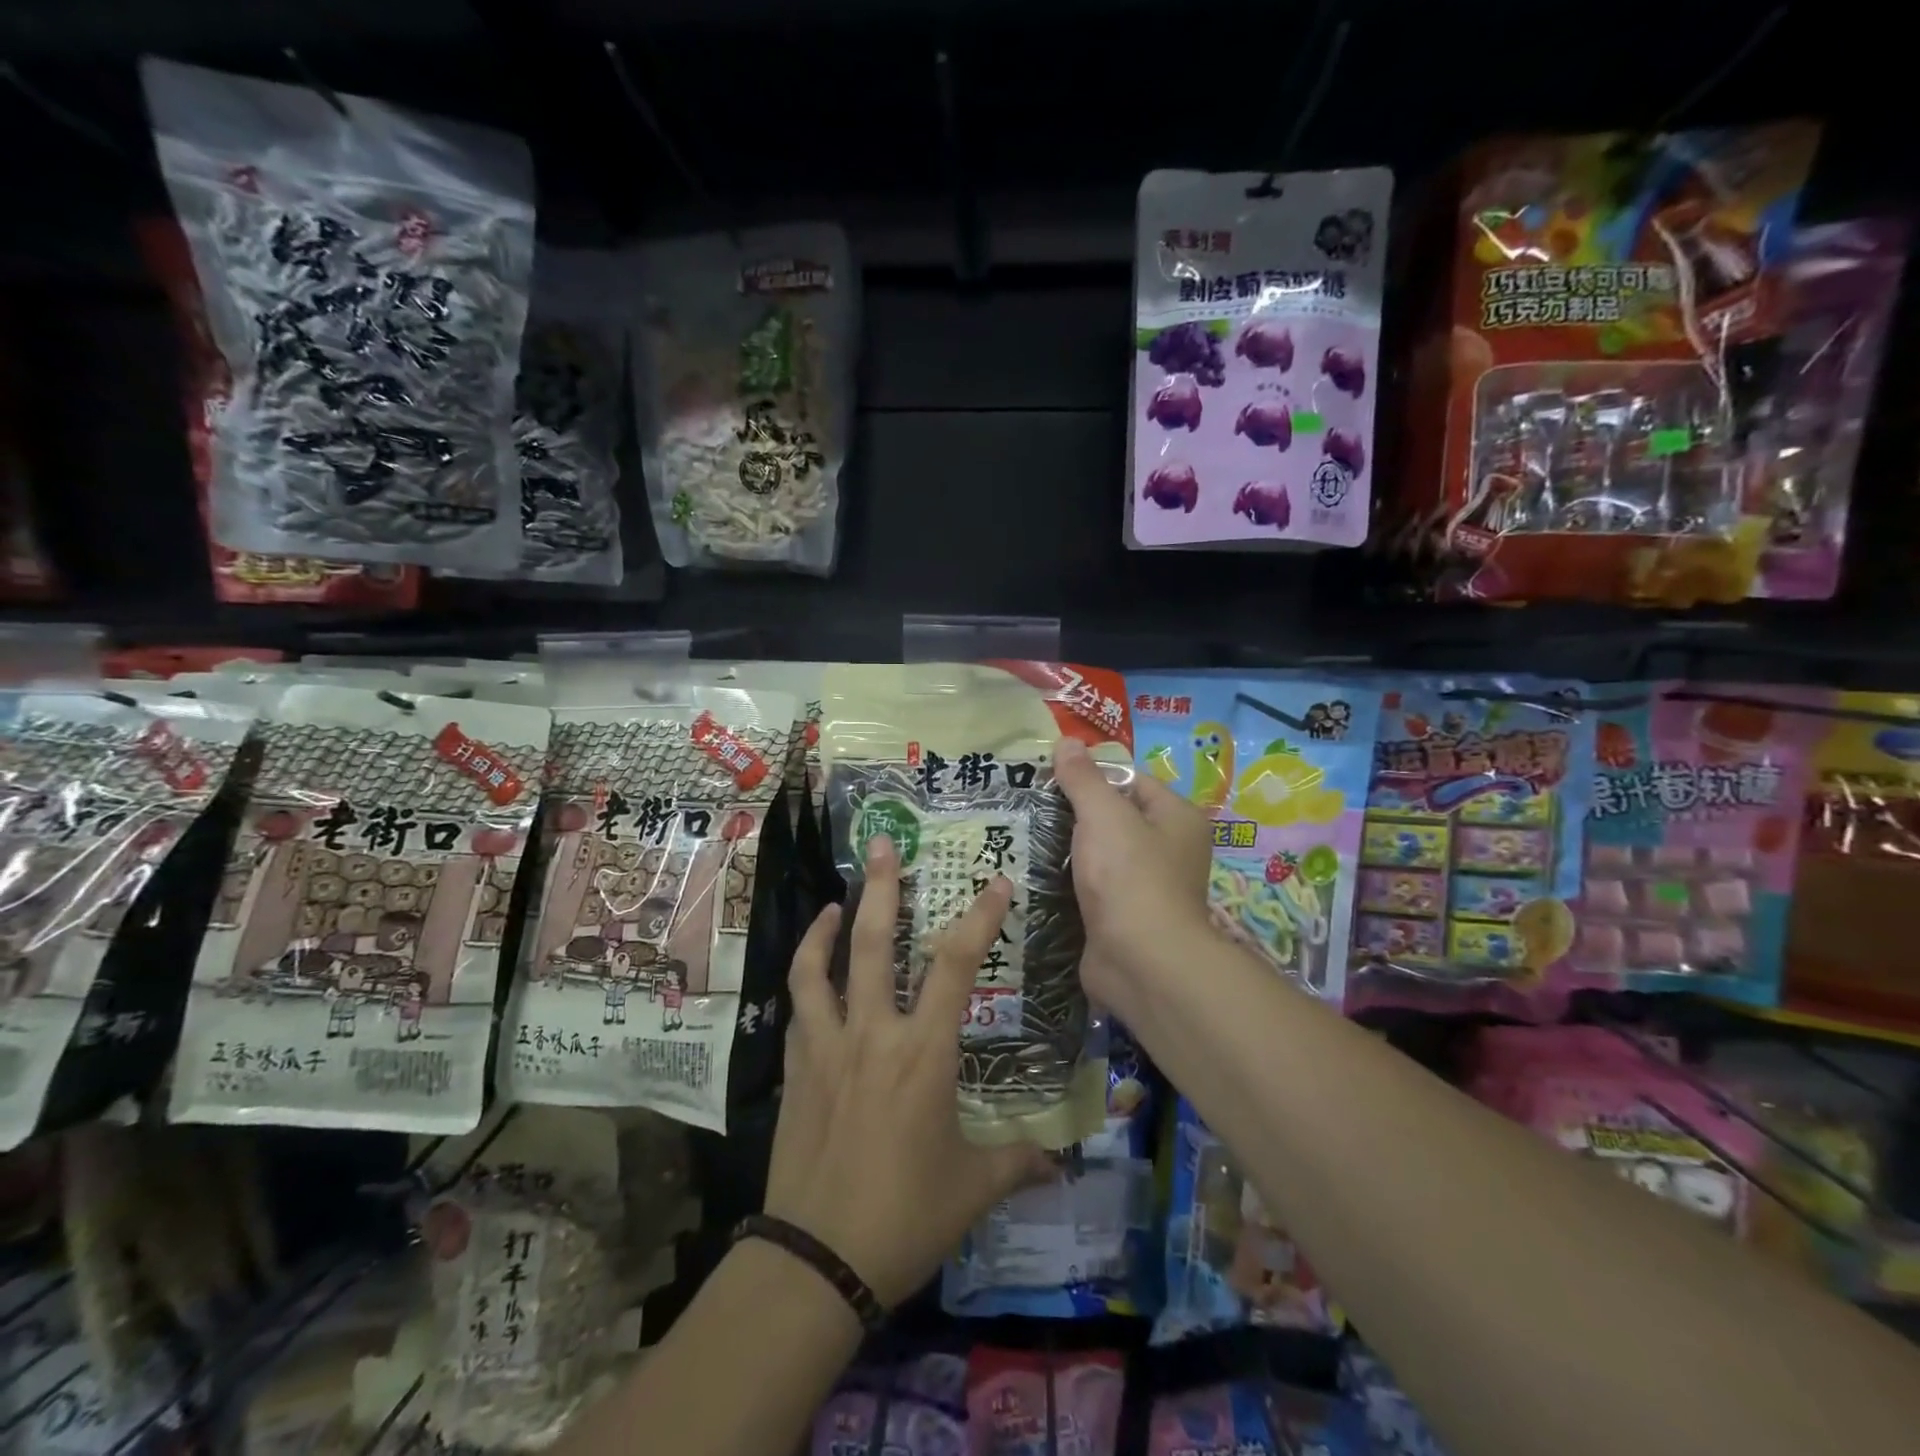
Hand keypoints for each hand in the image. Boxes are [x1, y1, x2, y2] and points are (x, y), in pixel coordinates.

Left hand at [765, 835, 1051, 1307]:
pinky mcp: (795, 1070)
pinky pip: (798, 1010)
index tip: (996, 883)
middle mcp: (872, 1034)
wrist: (817, 1260)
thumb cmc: (904, 1216)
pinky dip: (807, 982)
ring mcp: (826, 1048)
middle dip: (878, 888)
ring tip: (835, 901)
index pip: (954, 966)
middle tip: (880, 845)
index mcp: (922, 1052)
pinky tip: (814, 977)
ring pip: (819, 969)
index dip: (978, 919)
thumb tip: (1060, 1161)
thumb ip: (1017, 1162)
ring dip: (825, 927)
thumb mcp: (971, 1188)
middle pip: (872, 943)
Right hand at [1050, 736, 1214, 1011]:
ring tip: (1028, 836)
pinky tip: (1039, 874)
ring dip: (1071, 849)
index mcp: (1177, 818)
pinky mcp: (1125, 917)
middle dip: (1077, 813)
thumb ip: (1083, 778)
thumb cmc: (1129, 876)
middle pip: (1116, 817)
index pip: (1132, 780)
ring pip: (1102, 854)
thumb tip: (1067, 742)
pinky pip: (1095, 887)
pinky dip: (1072, 882)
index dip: (1094, 775)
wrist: (1141, 962)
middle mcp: (1170, 849)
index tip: (1052, 778)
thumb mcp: (1103, 814)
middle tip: (1034, 806)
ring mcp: (1148, 886)